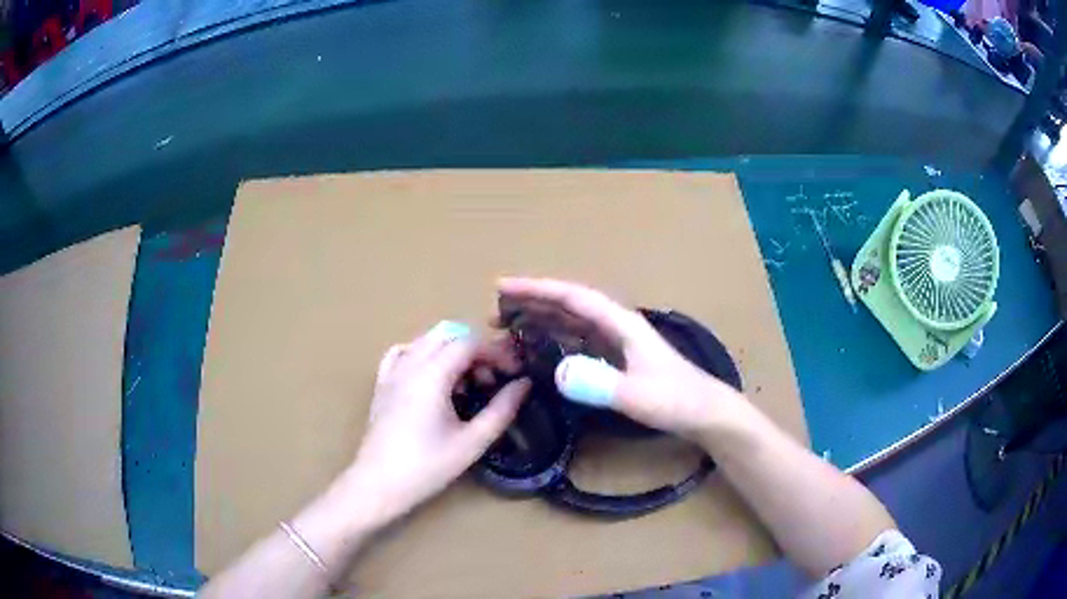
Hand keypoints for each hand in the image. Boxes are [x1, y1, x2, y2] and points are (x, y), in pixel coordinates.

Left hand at [344, 322, 529, 525]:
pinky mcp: (382, 384)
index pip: (469, 343)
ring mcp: (392, 372)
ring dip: (452, 352)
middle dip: (475, 350)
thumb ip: (501, 410)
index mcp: (432, 374)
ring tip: (466, 385)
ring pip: (426, 341)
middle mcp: (410, 364)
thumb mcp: (472, 442)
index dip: (497, 353)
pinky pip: (403, 353)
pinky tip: (432, 377)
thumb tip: (523, 384)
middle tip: (491, 380)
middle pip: (448, 335)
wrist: (379, 484)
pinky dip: (423, 355)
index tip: (515, 373)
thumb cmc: (427, 466)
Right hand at [498, 278, 745, 441]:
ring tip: (509, 324)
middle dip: (532, 301)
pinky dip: (554, 338)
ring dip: (541, 318)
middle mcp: (616, 326)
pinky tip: (541, 347)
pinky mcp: (617, 359)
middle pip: (568, 304)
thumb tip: (558, 371)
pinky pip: (578, 340)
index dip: (537, 290)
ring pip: (571, 321)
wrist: (704, 413)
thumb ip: (601, 385)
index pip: (573, 298)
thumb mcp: (638, 397)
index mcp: (621, 324)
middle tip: (495, 309)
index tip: (502, 288)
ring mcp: (617, 342)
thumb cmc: (676, 401)